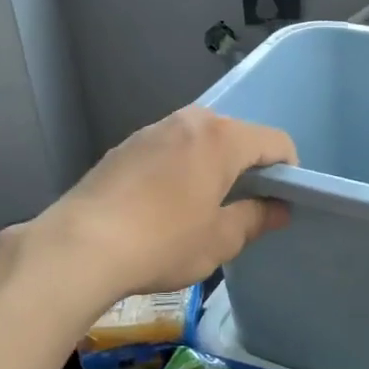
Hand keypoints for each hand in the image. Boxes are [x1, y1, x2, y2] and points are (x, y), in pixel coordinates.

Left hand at [30, 106, 297, 305]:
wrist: (80, 246)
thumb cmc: (163, 243)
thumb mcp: (219, 240)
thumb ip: (255, 218)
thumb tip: (278, 210)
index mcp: (221, 138)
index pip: (275, 142)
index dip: (288, 171)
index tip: (282, 202)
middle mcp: (188, 121)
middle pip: (236, 136)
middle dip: (248, 166)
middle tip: (243, 207)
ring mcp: (151, 130)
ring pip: (198, 141)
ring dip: (211, 166)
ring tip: (202, 207)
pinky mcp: (123, 147)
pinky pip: (168, 150)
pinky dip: (179, 169)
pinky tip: (164, 206)